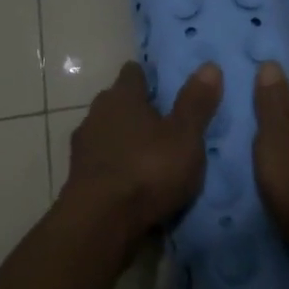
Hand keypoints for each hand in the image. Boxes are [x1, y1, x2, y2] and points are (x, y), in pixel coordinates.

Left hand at [62, 61, 223, 245]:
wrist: (101, 222)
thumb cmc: (148, 169)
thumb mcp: (184, 136)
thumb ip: (196, 102)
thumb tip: (210, 65)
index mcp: (122, 96)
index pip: (133, 73)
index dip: (148, 77)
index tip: (164, 85)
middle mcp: (97, 114)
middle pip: (118, 102)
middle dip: (137, 109)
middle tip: (164, 121)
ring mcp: (84, 147)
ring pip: (108, 133)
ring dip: (125, 140)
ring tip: (150, 154)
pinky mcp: (79, 178)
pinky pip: (103, 162)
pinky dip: (116, 166)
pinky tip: (133, 180)